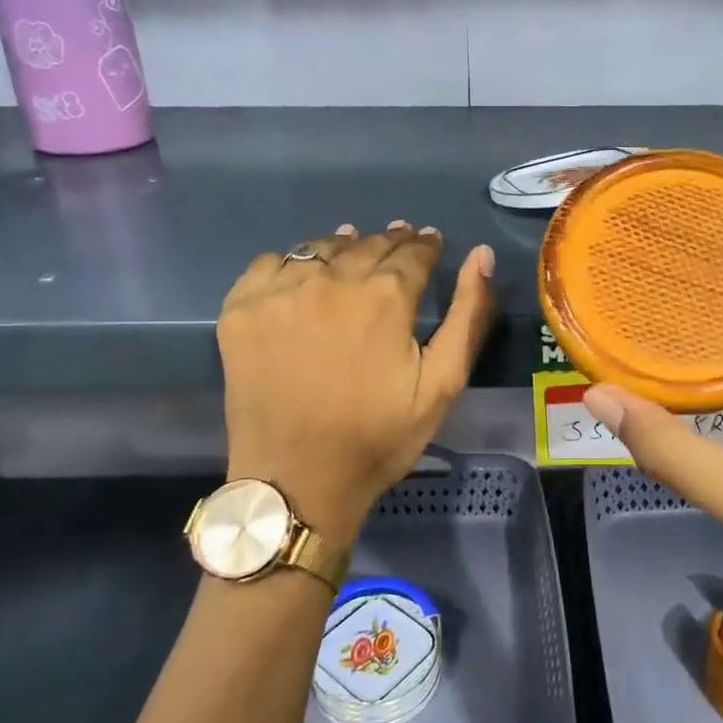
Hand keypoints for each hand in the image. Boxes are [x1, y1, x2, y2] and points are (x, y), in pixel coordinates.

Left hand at [218, 222, 495, 548]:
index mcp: (385, 296)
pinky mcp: (241, 309)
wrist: (296, 480)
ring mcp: (280, 292)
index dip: (426, 245)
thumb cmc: (378, 437)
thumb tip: (481, 255)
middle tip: (399, 243)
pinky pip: (269, 263)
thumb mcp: (443, 384)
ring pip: (320, 248)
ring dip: (344, 247)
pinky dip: (291, 262)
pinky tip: (301, 278)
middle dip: (390, 242)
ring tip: (354, 252)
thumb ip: (467, 315)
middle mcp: (331, 280)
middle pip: (367, 244)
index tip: (431, 242)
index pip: (413, 252)